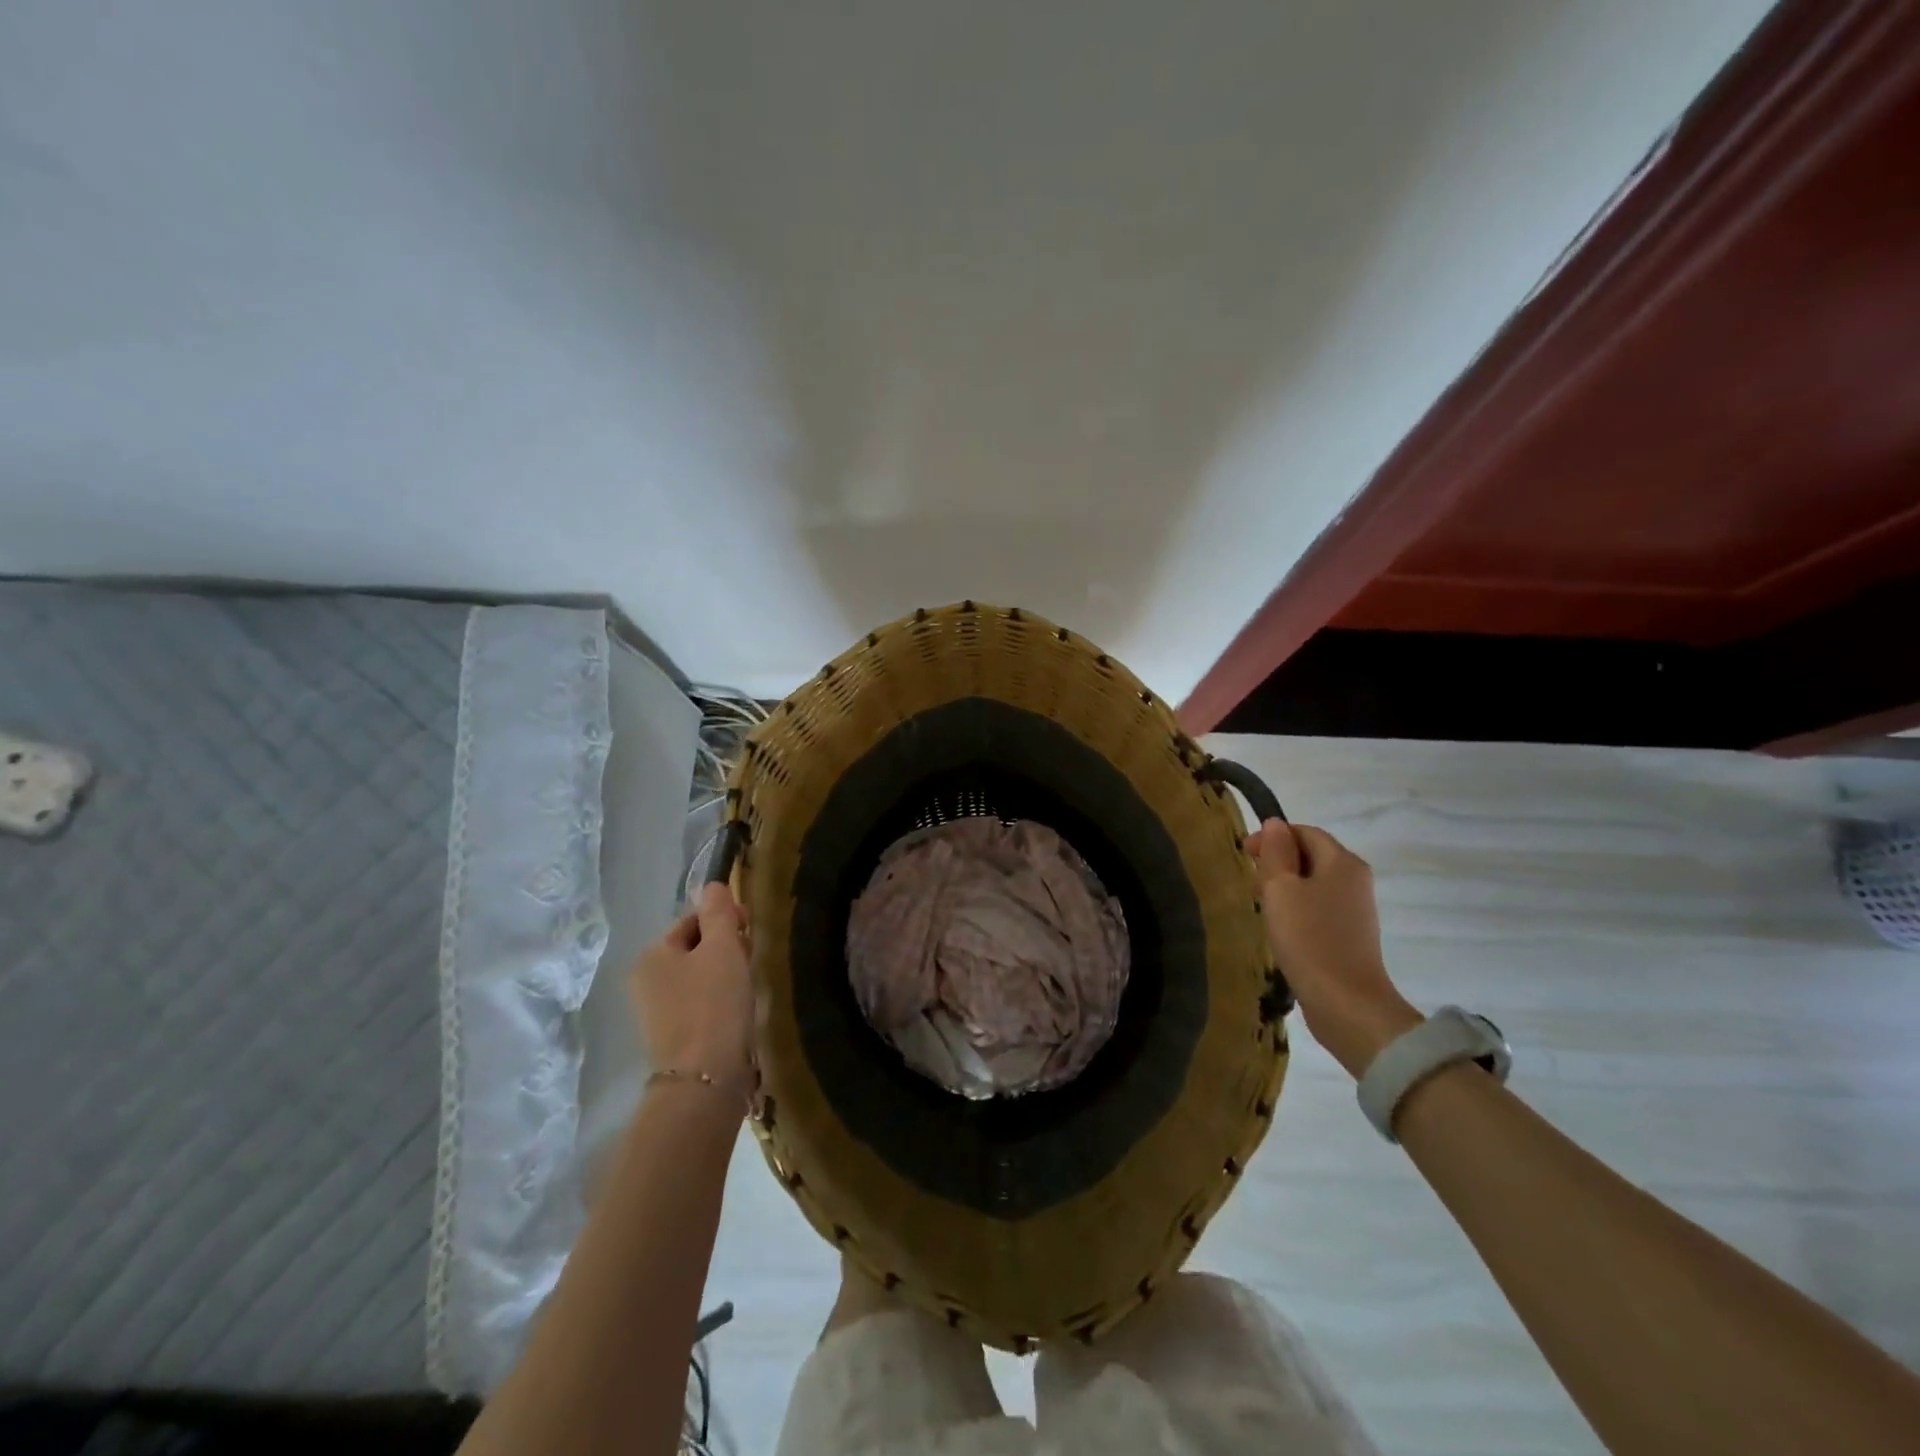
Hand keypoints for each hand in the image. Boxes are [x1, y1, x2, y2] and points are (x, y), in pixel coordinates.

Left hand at [629, 882, 755, 1098]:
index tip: (751, 930)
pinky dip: (720, 1000)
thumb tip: (713, 885)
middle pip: (693, 948)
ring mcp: (656, 1013)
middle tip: (752, 959)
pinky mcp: (673, 1039)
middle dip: (725, 947)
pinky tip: (737, 1010)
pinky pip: (699, 1003)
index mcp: (651, 955)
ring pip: (698, 976)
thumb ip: (719, 913)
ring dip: (725, 974)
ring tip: (748, 986)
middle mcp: (645, 982)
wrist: (705, 1080)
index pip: (691, 920)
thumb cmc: (714, 1004)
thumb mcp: (722, 948)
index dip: (724, 919)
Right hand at [1247, 819, 1420, 1078]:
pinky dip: (1298, 908)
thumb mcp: (1281, 889)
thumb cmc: (1309, 939)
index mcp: (1342, 861)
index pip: (1305, 831)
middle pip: (1311, 855)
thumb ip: (1276, 853)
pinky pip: (1319, 907)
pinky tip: (1281, 928)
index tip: (1245, 855)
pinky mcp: (1351, 935)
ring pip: (1314, 882)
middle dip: (1278, 862)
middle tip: (1251, 882)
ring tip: (1262, 906)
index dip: (1273, 836)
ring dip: (1286, 887)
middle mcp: (1356, 879)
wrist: (1346, 1004)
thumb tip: (1275, 824)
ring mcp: (1357, 909)